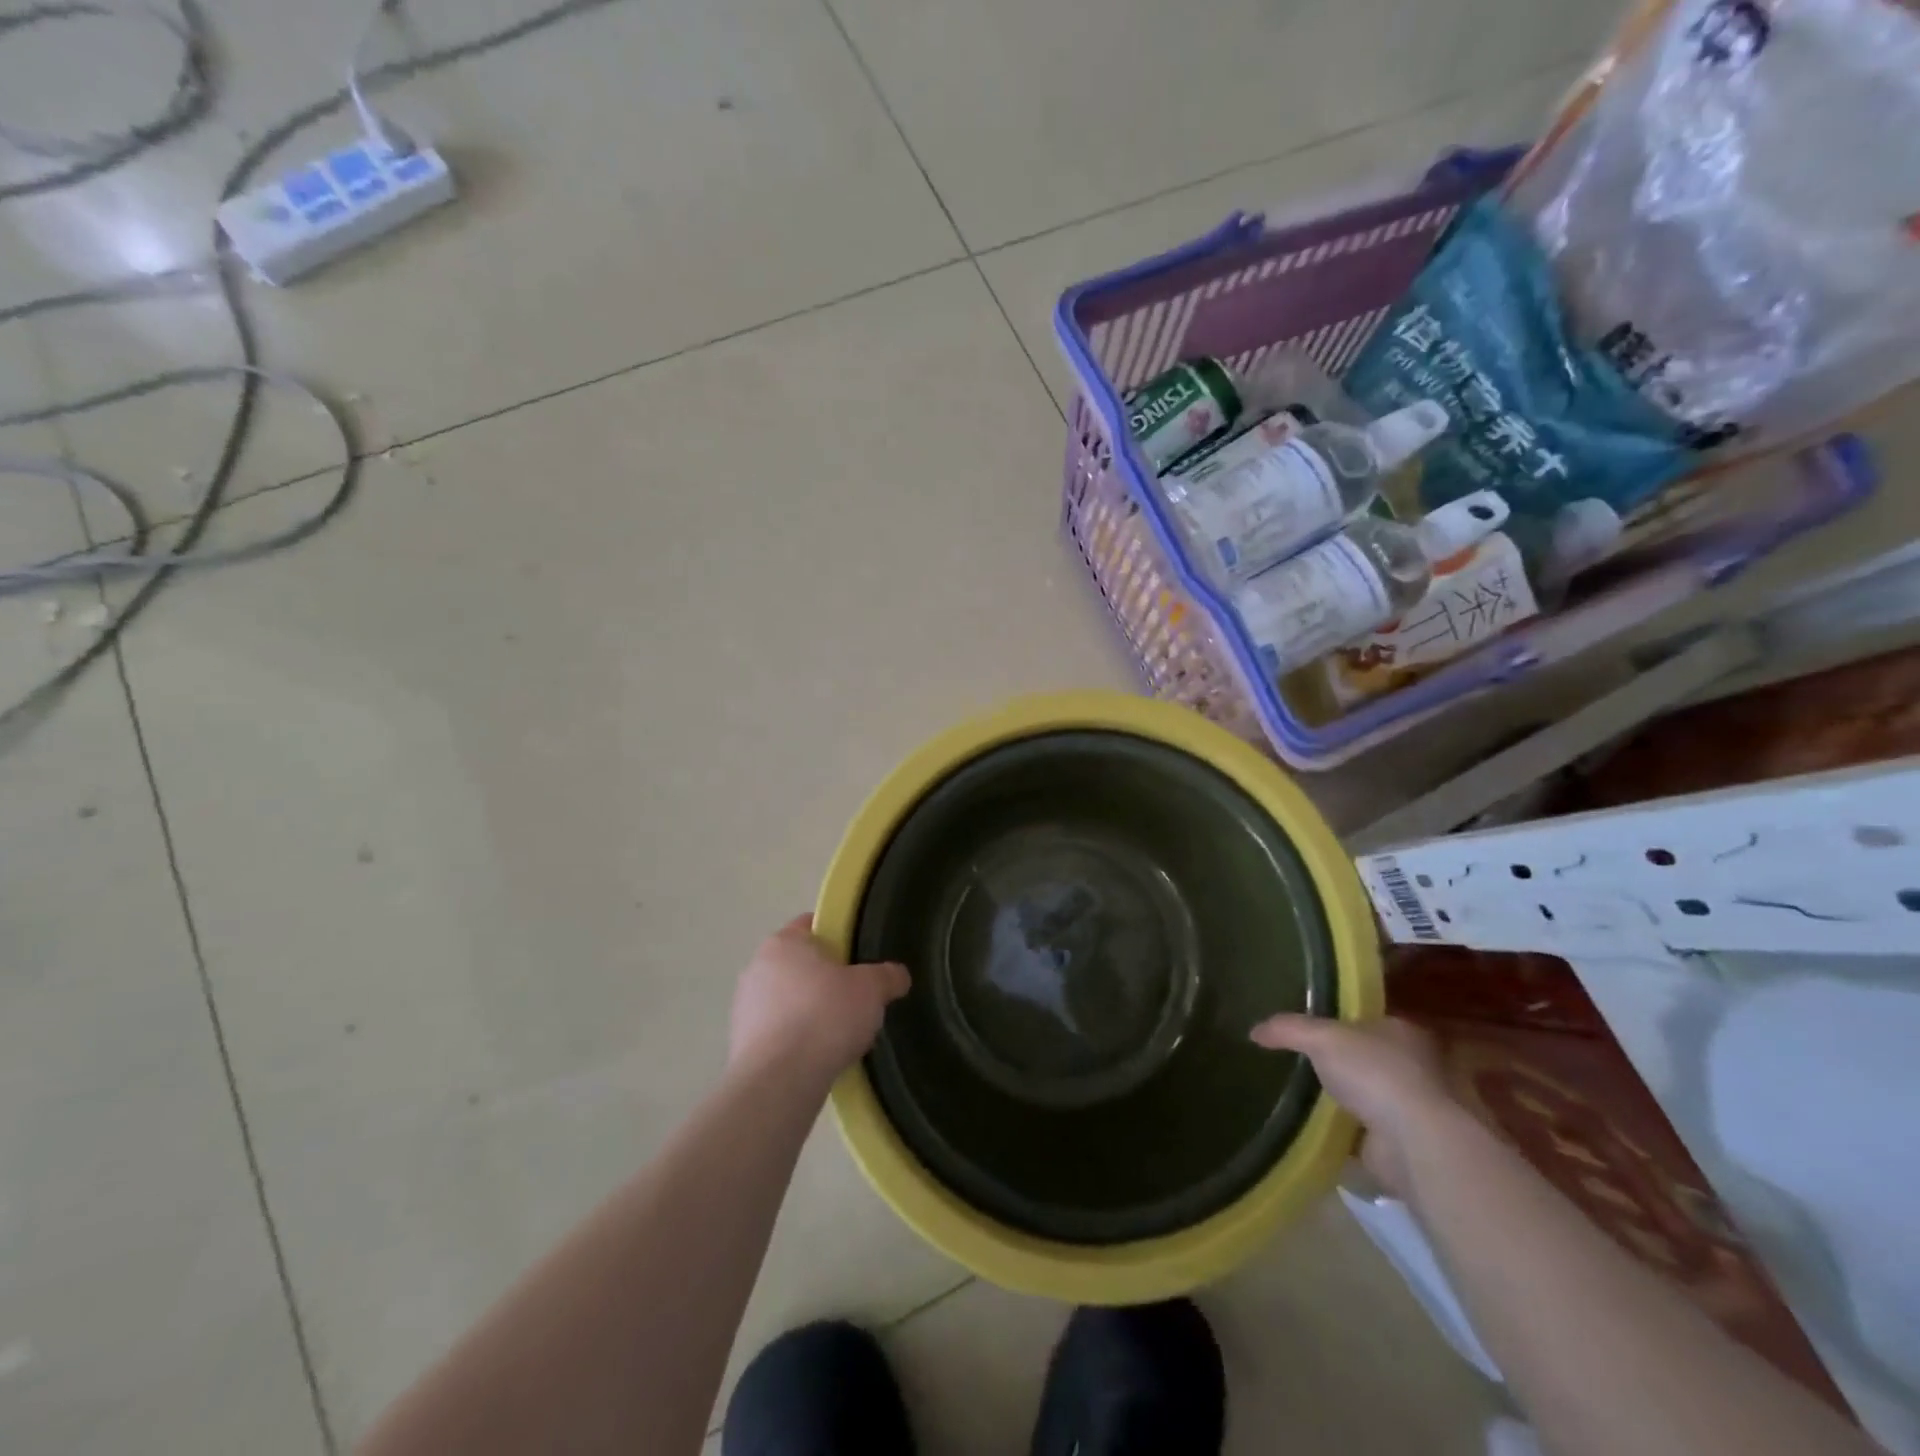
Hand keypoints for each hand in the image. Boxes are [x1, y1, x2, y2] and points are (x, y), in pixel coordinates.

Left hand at [729, 915, 910, 1085]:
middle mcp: (757, 967)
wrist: (779, 1081)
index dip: (839, 937)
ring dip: (811, 1014)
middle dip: (826, 981)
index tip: (859, 959)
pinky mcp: (741, 1044)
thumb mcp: (871, 990)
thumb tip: (898, 975)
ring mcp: (745, 1007)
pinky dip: (797, 1041)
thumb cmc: (825, 1016)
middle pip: (800, 965)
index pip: (812, 925)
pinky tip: (820, 1058)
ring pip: (789, 1001)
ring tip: (841, 1036)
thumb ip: (887, 976)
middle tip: (856, 999)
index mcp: (784, 942)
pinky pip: (778, 1034)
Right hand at [1249, 1014, 1457, 1198]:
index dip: (1340, 1022)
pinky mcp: (1404, 1142)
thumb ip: (1288, 1029)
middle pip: (1370, 1057)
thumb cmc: (1375, 1073)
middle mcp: (1416, 1066)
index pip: (1367, 1019)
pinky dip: (1347, 1131)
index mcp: (1402, 1031)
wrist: (1414, 1142)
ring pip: (1370, 1095)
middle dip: (1344, 1062)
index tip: (1310, 1029)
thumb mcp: (1320, 1037)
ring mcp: (1413, 1107)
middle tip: (1303, 1062)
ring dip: (1347, 1099)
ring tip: (1305, 1095)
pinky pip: (1366, 1130)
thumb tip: (1254, 1031)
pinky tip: (1319, 1128)